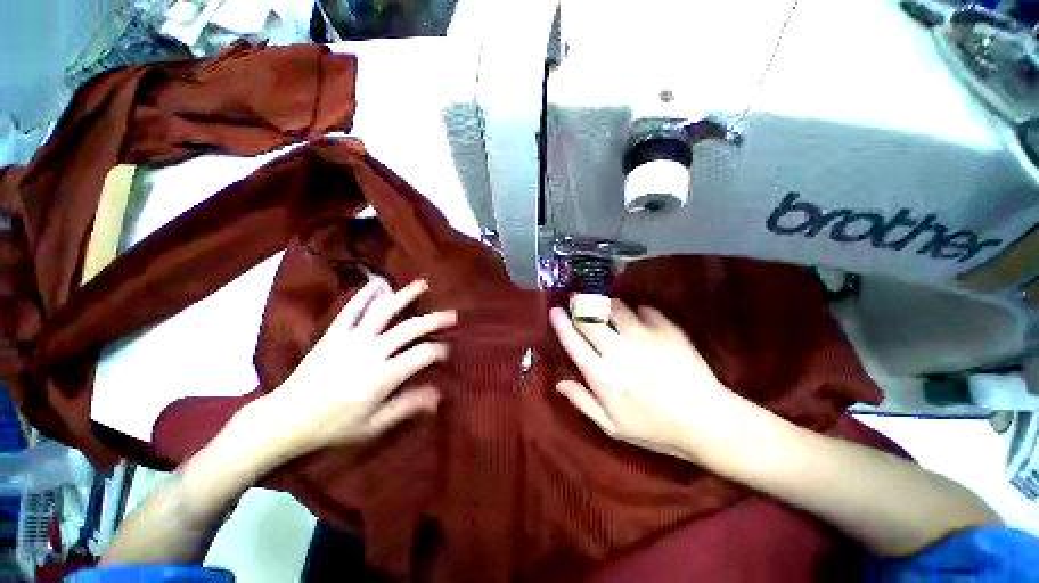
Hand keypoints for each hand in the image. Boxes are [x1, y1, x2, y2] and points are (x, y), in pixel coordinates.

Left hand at [250, 276, 455, 456]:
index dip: (439, 351)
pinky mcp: (333, 334)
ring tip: (422, 284)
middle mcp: (371, 352)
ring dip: (405, 296)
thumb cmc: (333, 426)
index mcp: (383, 376)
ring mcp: (351, 339)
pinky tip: (379, 282)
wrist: (286, 418)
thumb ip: (407, 406)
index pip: (422, 355)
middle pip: (410, 328)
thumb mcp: (374, 425)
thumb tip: (438, 395)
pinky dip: (366, 294)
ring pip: (384, 311)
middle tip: (451, 314)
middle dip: (435, 320)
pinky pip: (351, 309)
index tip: (446, 352)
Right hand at [550, 300, 750, 461]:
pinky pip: (645, 309)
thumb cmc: (655, 429)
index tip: (555, 310)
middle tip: (576, 299)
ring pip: (615, 308)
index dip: (561, 323)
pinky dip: (639, 310)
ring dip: (606, 304)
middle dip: (578, 305)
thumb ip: (582, 402)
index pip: (573, 342)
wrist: (707, 422)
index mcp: (601, 375)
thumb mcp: (612, 426)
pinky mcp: (666, 331)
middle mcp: (618, 351)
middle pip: (590, 319)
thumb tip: (559, 383)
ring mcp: (643, 338)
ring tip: (606, 305)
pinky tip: (640, 315)